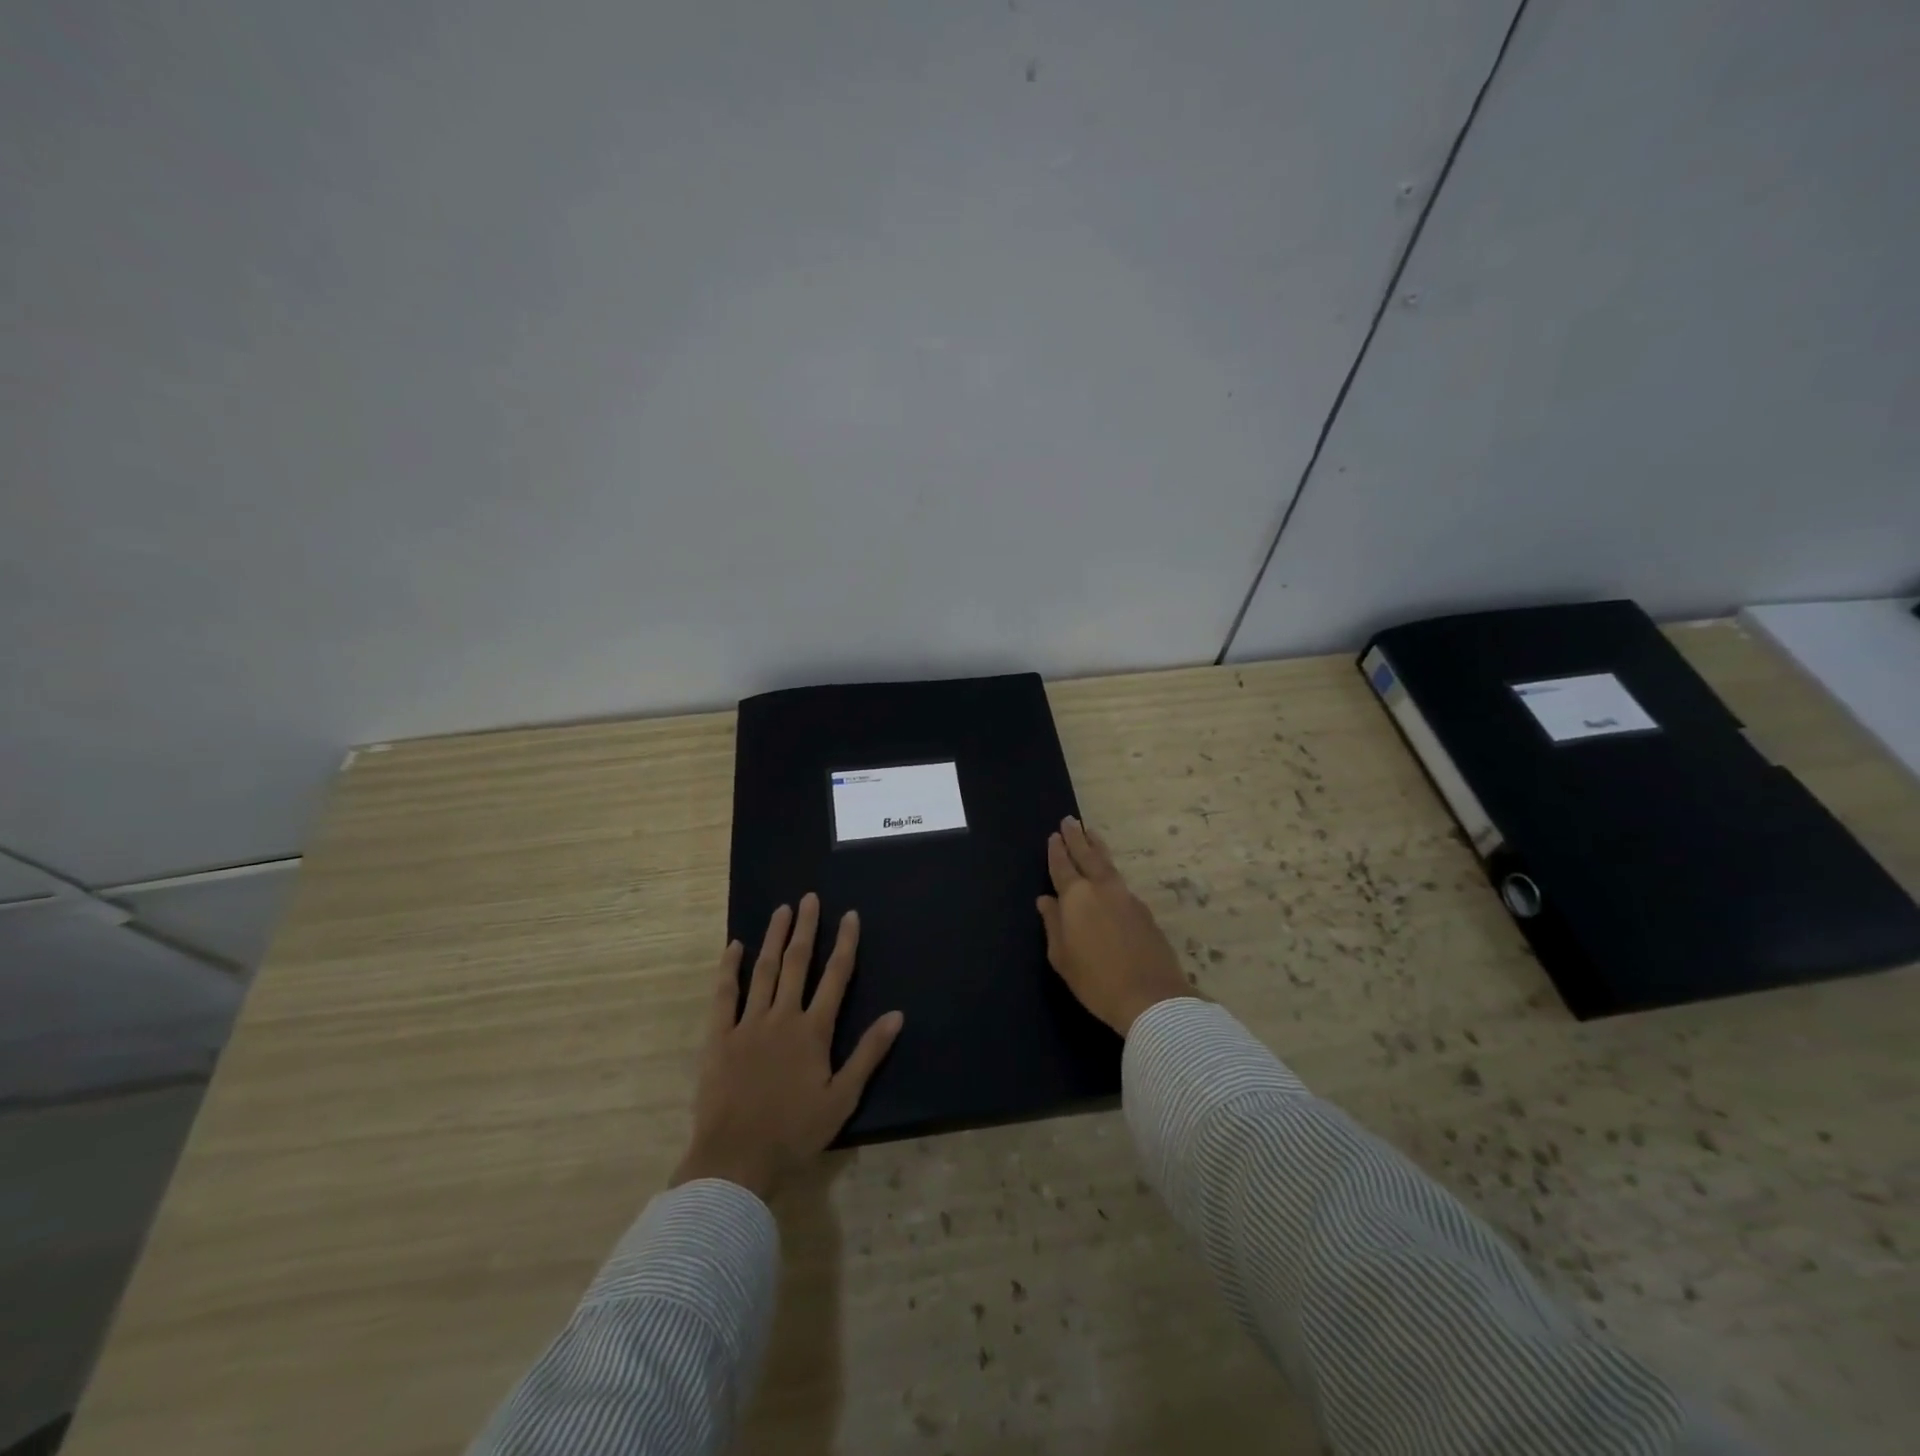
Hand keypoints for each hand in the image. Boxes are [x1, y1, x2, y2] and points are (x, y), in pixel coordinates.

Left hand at [672, 894, 903, 1199]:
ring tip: (781, 910)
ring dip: (774, 938)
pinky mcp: (719, 1037)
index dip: (845, 943)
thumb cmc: (795, 1132)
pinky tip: (734, 947)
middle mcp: (783, 1017)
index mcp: (814, 1031)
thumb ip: (868, 1054)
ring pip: (764, 971)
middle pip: (798, 963)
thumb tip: (896, 1015)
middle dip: (806, 928)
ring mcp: (748, 1024)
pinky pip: (724, 995)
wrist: (736, 1160)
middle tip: (809, 898)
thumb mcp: (842, 1098)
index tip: (850, 915)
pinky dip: (729, 969)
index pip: (836, 977)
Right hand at [1037, 816, 1190, 1036]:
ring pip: (1108, 864)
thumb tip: (1046, 900)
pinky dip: (1111, 872)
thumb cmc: (1095, 980)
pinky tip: (1109, 876)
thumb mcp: (1062, 957)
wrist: (1150, 997)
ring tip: (1091, 833)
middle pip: (1087, 856)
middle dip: (1077, 838)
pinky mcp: (1144, 911)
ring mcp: (1127, 897)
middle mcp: (1102, 889)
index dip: (1056, 851)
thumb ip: (1053, 924)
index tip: (1053, 836)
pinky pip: (1121, 882)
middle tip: (1070, 820)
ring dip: (1097, 847)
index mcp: (1076, 897)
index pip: (1062, 867)